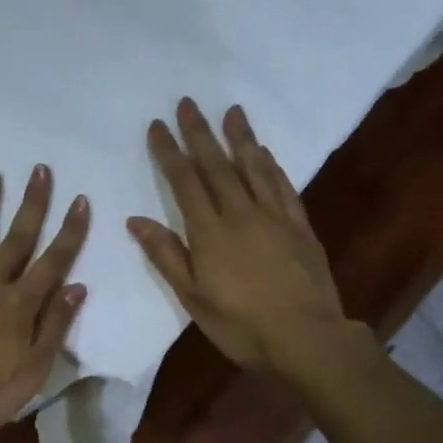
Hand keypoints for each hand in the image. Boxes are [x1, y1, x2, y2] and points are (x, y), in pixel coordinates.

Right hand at [128, 99, 351, 376]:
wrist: (307, 339)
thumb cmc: (241, 325)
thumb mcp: (192, 297)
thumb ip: (166, 255)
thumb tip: (136, 220)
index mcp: (210, 231)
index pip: (184, 181)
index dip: (169, 151)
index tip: (158, 126)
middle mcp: (241, 213)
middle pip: (216, 165)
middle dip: (199, 132)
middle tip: (187, 102)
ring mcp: (274, 217)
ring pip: (253, 167)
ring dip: (240, 137)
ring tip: (231, 111)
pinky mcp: (300, 226)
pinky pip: (283, 186)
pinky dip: (271, 166)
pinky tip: (264, 153)